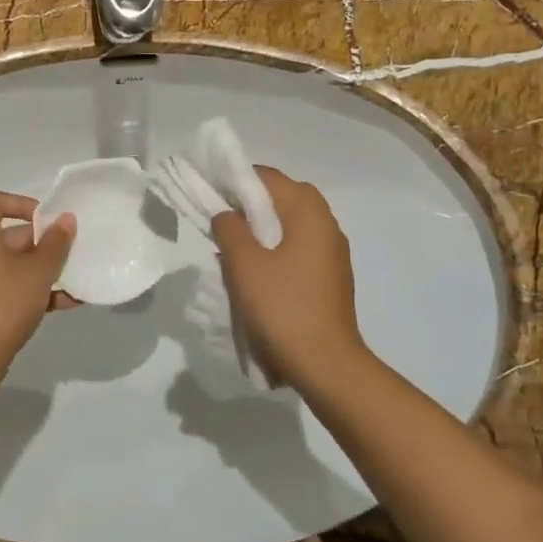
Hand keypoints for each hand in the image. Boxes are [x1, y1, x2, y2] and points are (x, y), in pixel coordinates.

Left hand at [0, 192, 75, 364]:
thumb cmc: (5, 301)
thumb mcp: (38, 271)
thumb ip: (56, 243)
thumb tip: (66, 220)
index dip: (20, 202)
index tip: (46, 219)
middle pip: (9, 234)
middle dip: (43, 241)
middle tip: (70, 250)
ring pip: (14, 263)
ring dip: (44, 268)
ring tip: (74, 277)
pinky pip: (11, 286)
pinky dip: (35, 289)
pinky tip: (67, 302)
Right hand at [210, 168, 365, 390]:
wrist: (325, 364)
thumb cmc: (282, 306)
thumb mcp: (244, 264)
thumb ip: (229, 229)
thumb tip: (226, 214)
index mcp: (309, 211)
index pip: (267, 177)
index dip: (235, 182)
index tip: (209, 199)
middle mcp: (327, 224)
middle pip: (281, 200)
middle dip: (248, 208)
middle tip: (220, 227)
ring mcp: (333, 253)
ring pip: (290, 227)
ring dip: (261, 233)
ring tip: (233, 254)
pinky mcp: (331, 278)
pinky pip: (298, 251)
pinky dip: (276, 253)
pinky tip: (257, 277)